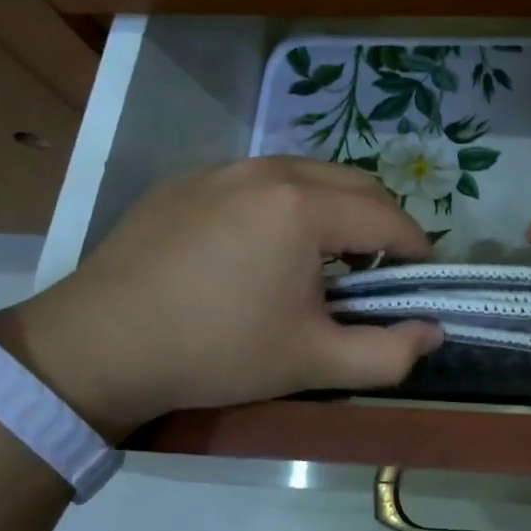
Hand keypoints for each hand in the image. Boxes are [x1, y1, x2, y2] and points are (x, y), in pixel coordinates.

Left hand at [0, 158, 441, 434]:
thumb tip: (434, 331)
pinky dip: (288, 203)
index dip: (417, 249)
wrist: (97, 347)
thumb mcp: (312, 362)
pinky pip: (262, 179)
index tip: (421, 281)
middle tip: (377, 271)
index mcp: (304, 206)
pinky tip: (265, 248)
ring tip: (324, 258)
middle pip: (356, 183)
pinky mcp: (190, 179)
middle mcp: (270, 169)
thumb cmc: (215, 351)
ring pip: (309, 175)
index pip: (388, 217)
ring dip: (336, 209)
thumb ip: (388, 352)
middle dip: (382, 223)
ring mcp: (225, 168)